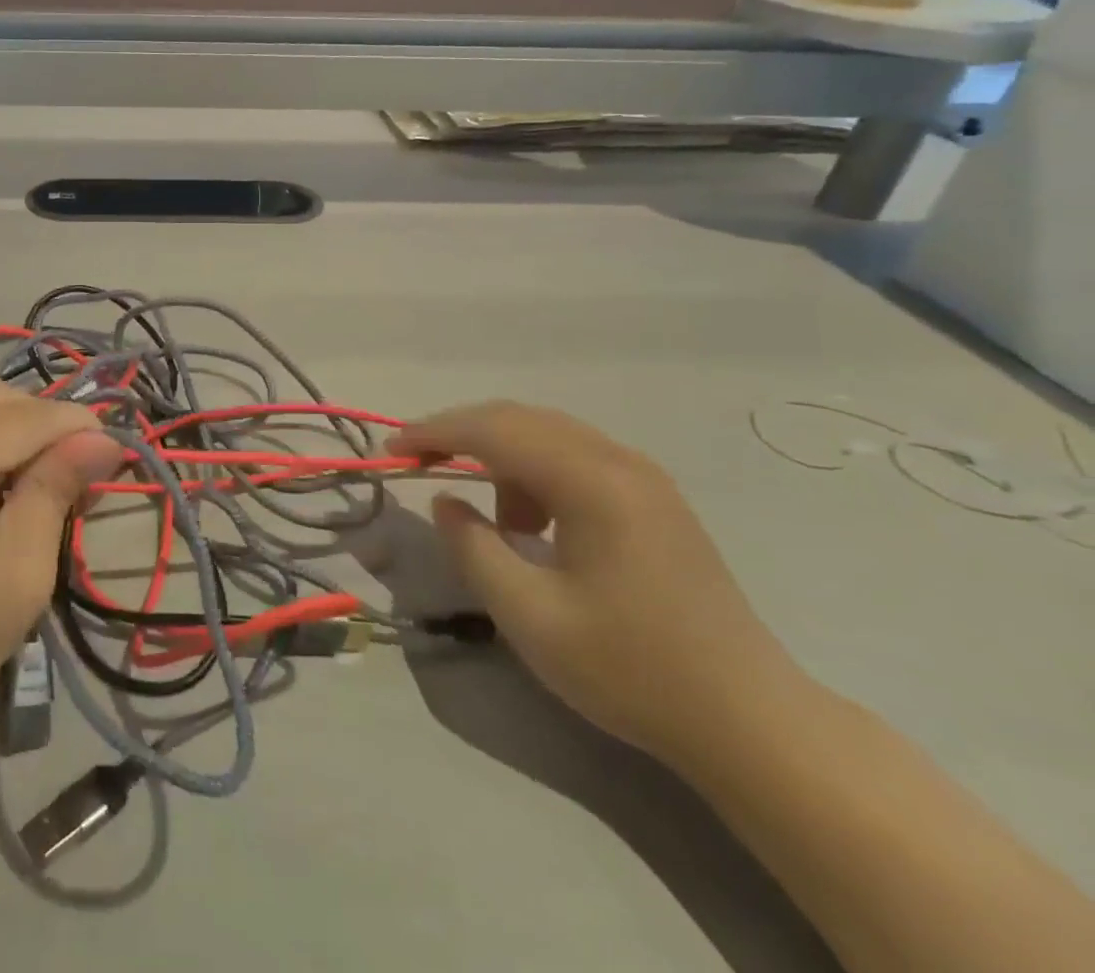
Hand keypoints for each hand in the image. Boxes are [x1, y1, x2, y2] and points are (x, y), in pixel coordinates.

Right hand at [392, 401, 803, 766]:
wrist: (751, 722)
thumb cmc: (632, 669)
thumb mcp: (529, 616)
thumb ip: (473, 548)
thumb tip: (445, 501)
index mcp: (591, 482)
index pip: (494, 430)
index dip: (434, 433)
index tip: (391, 452)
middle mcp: (619, 461)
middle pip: (520, 419)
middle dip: (461, 433)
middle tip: (417, 462)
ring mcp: (644, 477)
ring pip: (548, 434)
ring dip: (501, 457)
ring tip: (493, 521)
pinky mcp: (655, 499)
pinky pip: (576, 458)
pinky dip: (536, 474)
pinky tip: (537, 526)